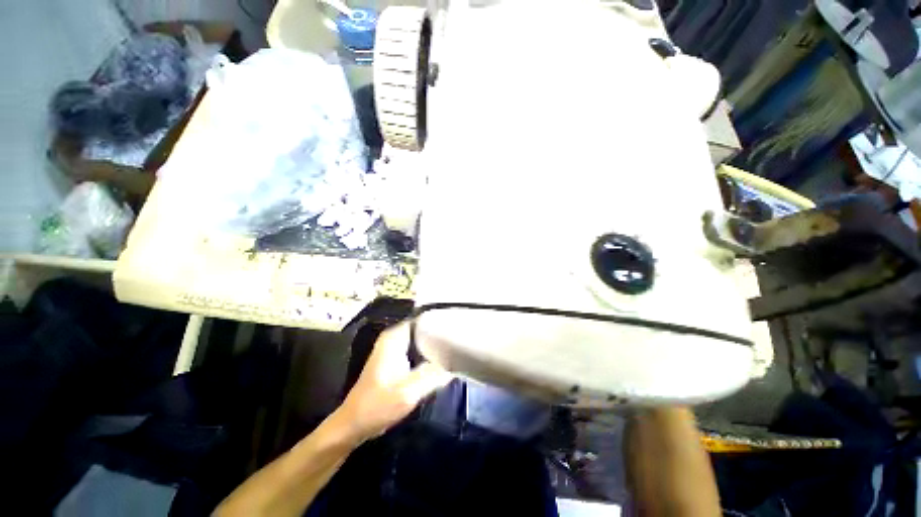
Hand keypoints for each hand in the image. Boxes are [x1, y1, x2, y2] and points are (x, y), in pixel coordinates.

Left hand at [332, 323, 452, 443]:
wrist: (354, 425)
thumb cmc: (377, 406)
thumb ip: (434, 375)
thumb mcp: (409, 392)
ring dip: (436, 345)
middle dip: (441, 334)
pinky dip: (429, 354)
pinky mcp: (396, 360)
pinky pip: (418, 350)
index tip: (459, 328)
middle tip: (460, 341)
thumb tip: (457, 363)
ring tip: (456, 349)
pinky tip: (443, 362)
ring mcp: (394, 349)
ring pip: (422, 340)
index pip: (423, 319)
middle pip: (424, 328)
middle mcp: (394, 338)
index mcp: (395, 337)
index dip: (441, 322)